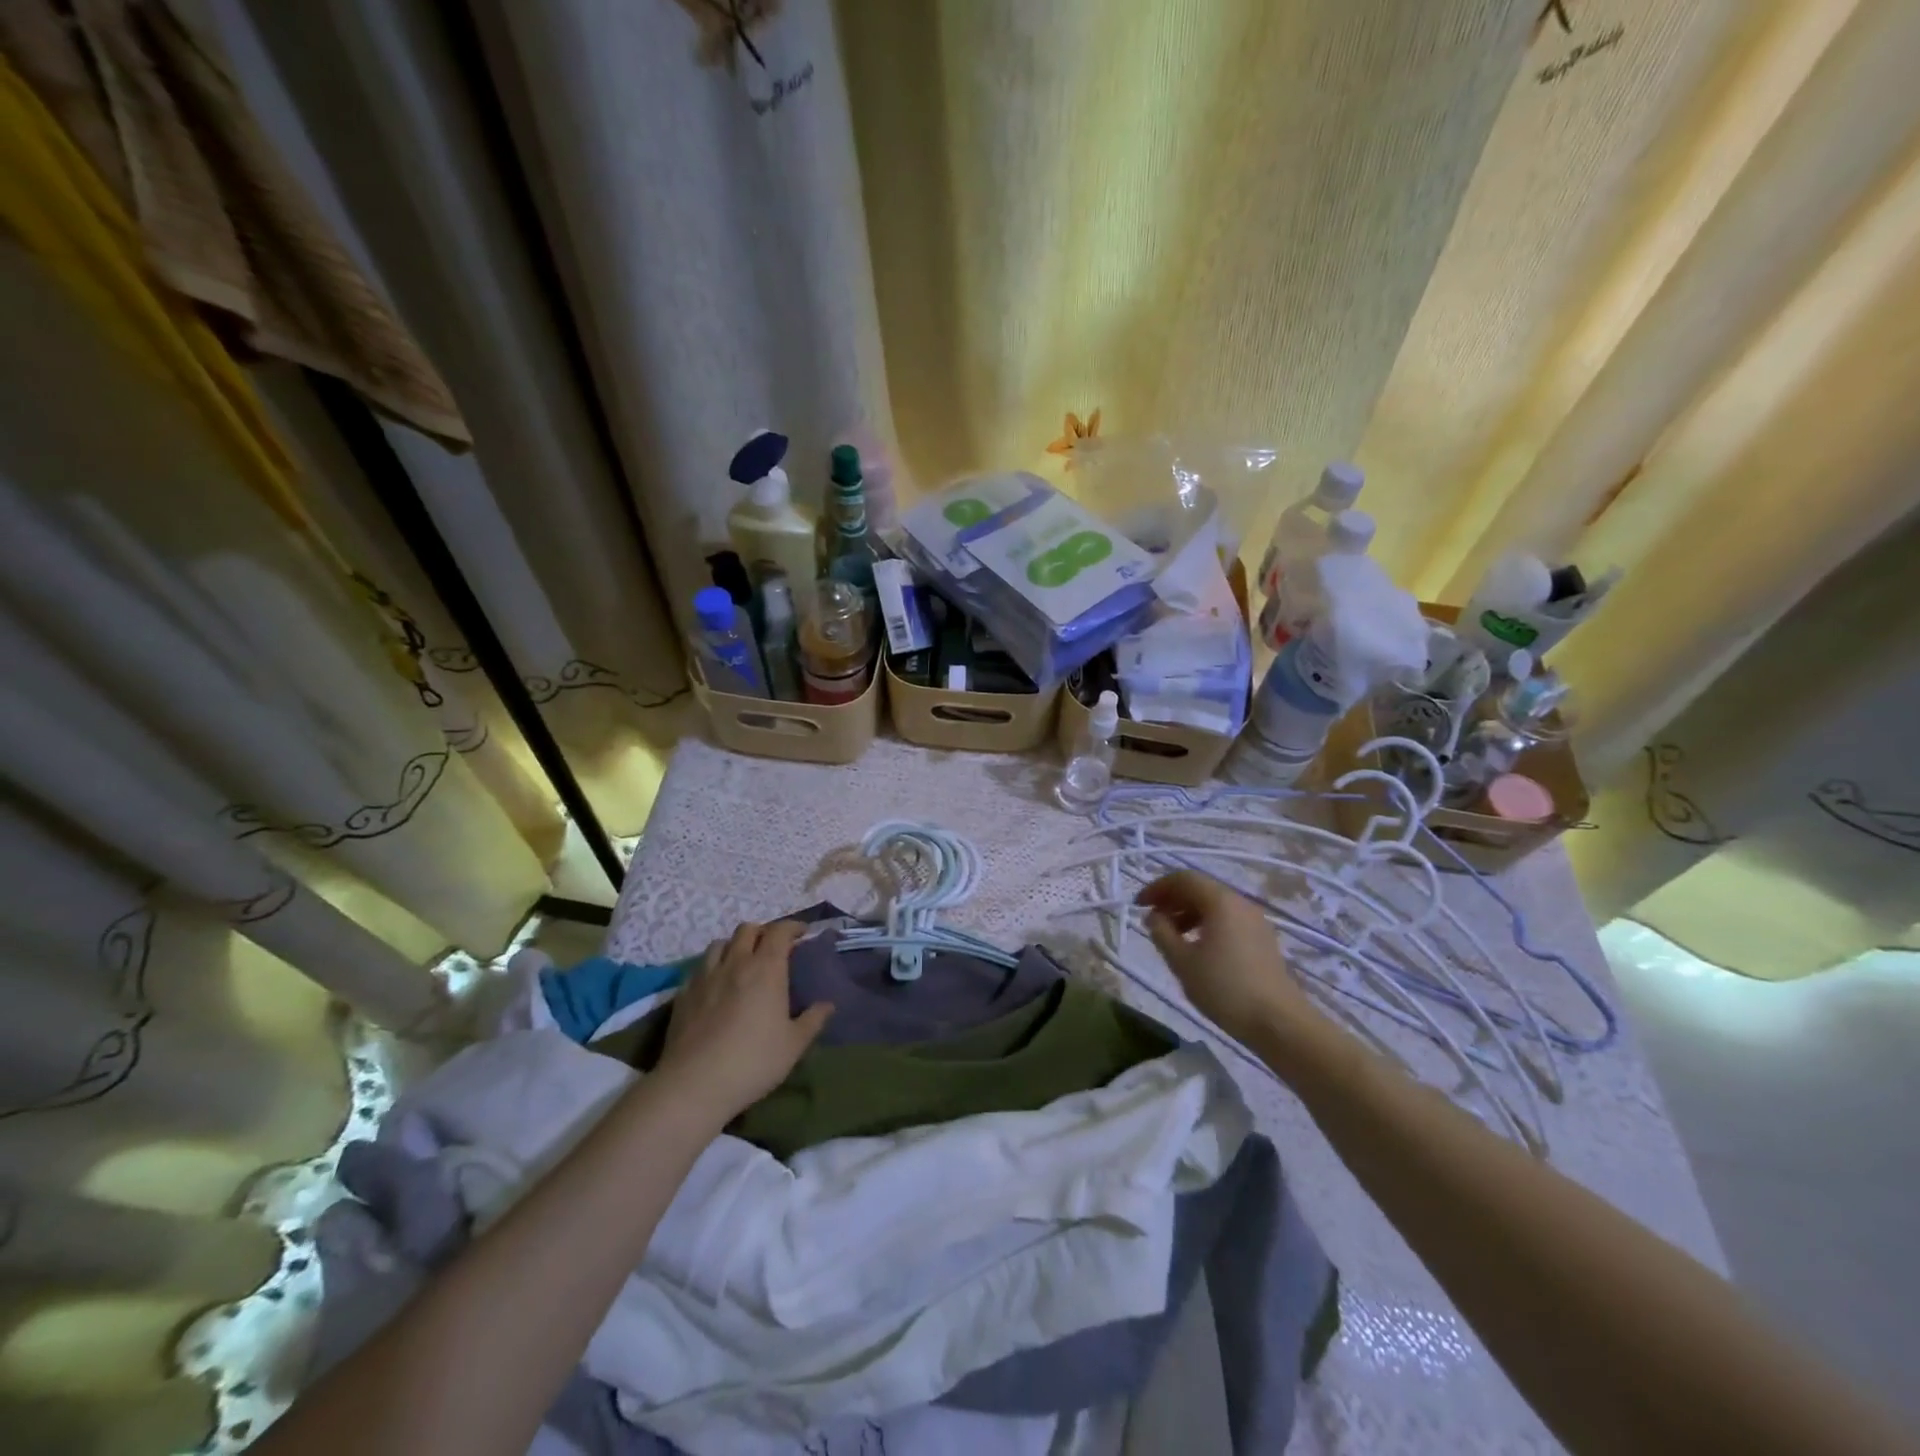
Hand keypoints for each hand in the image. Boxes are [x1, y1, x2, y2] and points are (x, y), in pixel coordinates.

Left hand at [656, 921, 832, 1120]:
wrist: (694, 1084)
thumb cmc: (753, 1062)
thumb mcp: (794, 1045)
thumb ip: (813, 1020)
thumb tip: (828, 1005)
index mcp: (766, 969)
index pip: (779, 931)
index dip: (792, 927)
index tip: (802, 933)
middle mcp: (735, 963)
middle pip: (747, 929)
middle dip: (763, 932)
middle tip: (773, 948)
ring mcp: (705, 976)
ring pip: (720, 944)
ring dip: (735, 946)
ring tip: (742, 962)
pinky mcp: (683, 993)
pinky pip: (700, 968)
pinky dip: (712, 968)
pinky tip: (716, 987)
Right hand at [1135, 871, 1325, 1049]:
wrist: (1279, 1022)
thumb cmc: (1225, 988)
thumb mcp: (1182, 962)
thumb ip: (1162, 933)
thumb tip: (1154, 916)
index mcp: (1220, 901)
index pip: (1183, 879)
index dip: (1157, 888)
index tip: (1138, 905)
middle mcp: (1240, 903)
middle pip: (1200, 889)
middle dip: (1172, 900)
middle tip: (1152, 919)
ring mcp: (1255, 921)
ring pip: (1215, 905)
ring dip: (1188, 913)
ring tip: (1172, 936)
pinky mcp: (1263, 940)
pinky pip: (1228, 920)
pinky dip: (1207, 924)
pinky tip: (1198, 949)